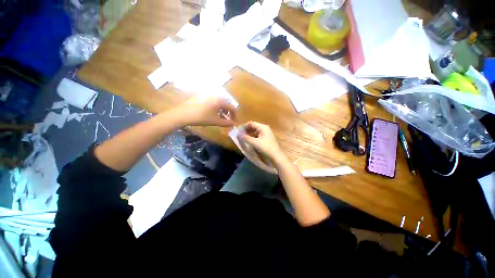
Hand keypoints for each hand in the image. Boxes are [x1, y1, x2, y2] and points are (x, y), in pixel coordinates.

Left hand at [178, 97, 235, 126]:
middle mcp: (216, 95)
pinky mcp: (202, 96)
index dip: (234, 115)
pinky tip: (211, 112)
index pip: (232, 107)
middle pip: (226, 103)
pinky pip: (213, 100)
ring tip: (219, 116)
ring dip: (222, 109)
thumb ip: (226, 123)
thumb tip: (234, 124)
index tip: (233, 122)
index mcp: (220, 101)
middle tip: (227, 118)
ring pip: (220, 101)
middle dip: (228, 111)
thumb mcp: (215, 121)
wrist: (183, 114)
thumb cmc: (201, 118)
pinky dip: (216, 106)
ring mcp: (208, 95)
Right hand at [238, 121, 283, 160]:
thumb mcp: (255, 143)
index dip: (244, 126)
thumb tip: (237, 134)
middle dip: (246, 130)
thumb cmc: (266, 148)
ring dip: (249, 134)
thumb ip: (246, 138)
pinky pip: (257, 135)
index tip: (238, 131)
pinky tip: (249, 141)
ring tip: (243, 138)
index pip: (251, 123)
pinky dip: (252, 137)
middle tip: (239, 135)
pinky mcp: (266, 138)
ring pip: (255, 131)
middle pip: (253, 127)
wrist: (276, 156)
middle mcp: (265, 128)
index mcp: (263, 127)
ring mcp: (266, 133)